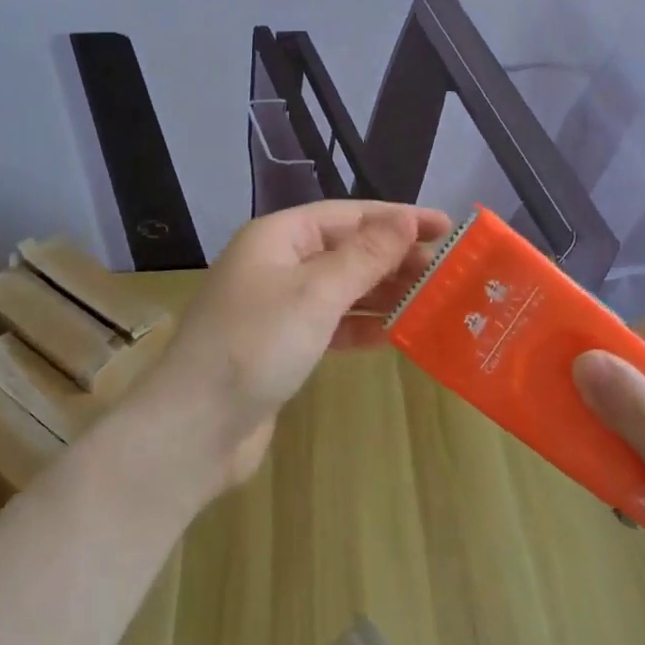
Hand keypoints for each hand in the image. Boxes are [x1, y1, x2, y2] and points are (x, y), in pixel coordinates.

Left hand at [133, 201, 449, 497]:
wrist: (195, 429)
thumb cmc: (255, 345)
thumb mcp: (316, 294)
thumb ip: (364, 256)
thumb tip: (404, 219)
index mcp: (277, 237)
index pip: (348, 215)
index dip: (396, 218)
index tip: (445, 228)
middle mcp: (276, 263)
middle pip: (345, 250)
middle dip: (394, 258)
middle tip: (449, 270)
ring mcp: (277, 307)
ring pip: (341, 288)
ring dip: (383, 292)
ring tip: (433, 299)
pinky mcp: (281, 347)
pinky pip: (331, 324)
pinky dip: (362, 326)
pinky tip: (396, 334)